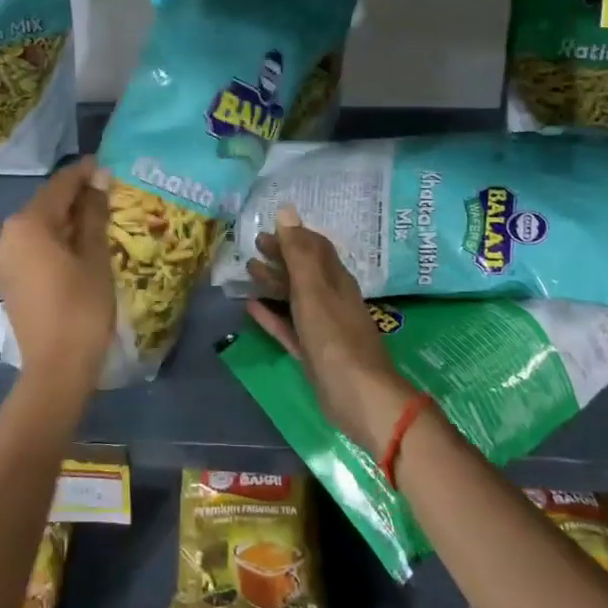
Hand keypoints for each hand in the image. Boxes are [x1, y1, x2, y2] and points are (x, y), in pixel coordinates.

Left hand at [0, 158, 114, 382]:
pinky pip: (32, 248)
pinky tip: (78, 248)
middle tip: (109, 194)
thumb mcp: (94, 256)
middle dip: (76, 198)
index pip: (60, 185)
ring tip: (99, 221)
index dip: (85, 173)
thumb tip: (98, 179)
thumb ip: (94, 213)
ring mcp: (3, 259)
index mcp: (27, 223)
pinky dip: (54, 242)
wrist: (55, 368)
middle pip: (46, 205)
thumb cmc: (81, 308)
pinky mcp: (7, 280)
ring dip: (66, 221)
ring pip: (39, 227)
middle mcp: (7, 234)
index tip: (107, 165)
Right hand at [245, 207, 416, 457]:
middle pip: (304, 270)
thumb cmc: (335, 338)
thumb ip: (299, 253)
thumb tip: (286, 211)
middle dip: (281, 255)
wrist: (359, 397)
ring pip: (295, 297)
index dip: (294, 235)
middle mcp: (331, 299)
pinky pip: (288, 326)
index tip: (268, 228)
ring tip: (248, 270)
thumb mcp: (314, 290)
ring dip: (274, 282)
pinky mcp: (312, 353)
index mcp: (336, 281)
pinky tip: (251, 308)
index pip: (316, 248)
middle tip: (254, 245)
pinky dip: (272, 315)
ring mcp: (322, 327)